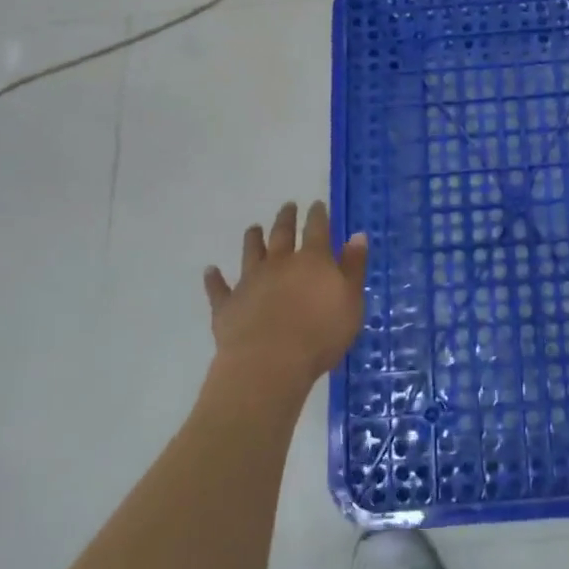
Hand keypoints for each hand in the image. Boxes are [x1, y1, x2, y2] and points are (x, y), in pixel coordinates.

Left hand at [203, 201, 367, 388]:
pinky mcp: (227, 306)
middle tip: (287, 206)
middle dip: (286, 219)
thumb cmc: (320, 334)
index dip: (318, 215)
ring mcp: (250, 282)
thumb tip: (357, 235)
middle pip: (282, 234)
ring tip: (253, 228)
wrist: (269, 363)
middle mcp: (279, 263)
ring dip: (253, 239)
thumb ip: (354, 268)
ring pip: (251, 253)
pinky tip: (210, 271)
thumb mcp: (351, 301)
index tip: (317, 204)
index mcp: (312, 260)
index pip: (317, 229)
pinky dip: (214, 279)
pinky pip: (219, 288)